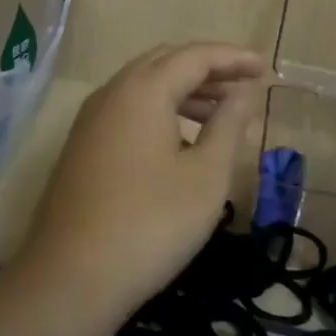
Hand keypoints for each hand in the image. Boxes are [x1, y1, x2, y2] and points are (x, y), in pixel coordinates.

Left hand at [19, 42, 266, 318]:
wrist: (70, 279)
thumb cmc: (151, 223)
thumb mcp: (206, 175)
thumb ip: (229, 125)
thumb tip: (244, 93)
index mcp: (144, 89)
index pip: (195, 56)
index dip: (233, 58)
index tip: (265, 67)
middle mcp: (113, 92)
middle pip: (166, 62)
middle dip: (208, 69)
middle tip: (244, 85)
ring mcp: (91, 120)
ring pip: (144, 86)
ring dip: (185, 90)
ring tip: (221, 114)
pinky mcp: (81, 146)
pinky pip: (128, 109)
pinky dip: (161, 109)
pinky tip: (181, 140)